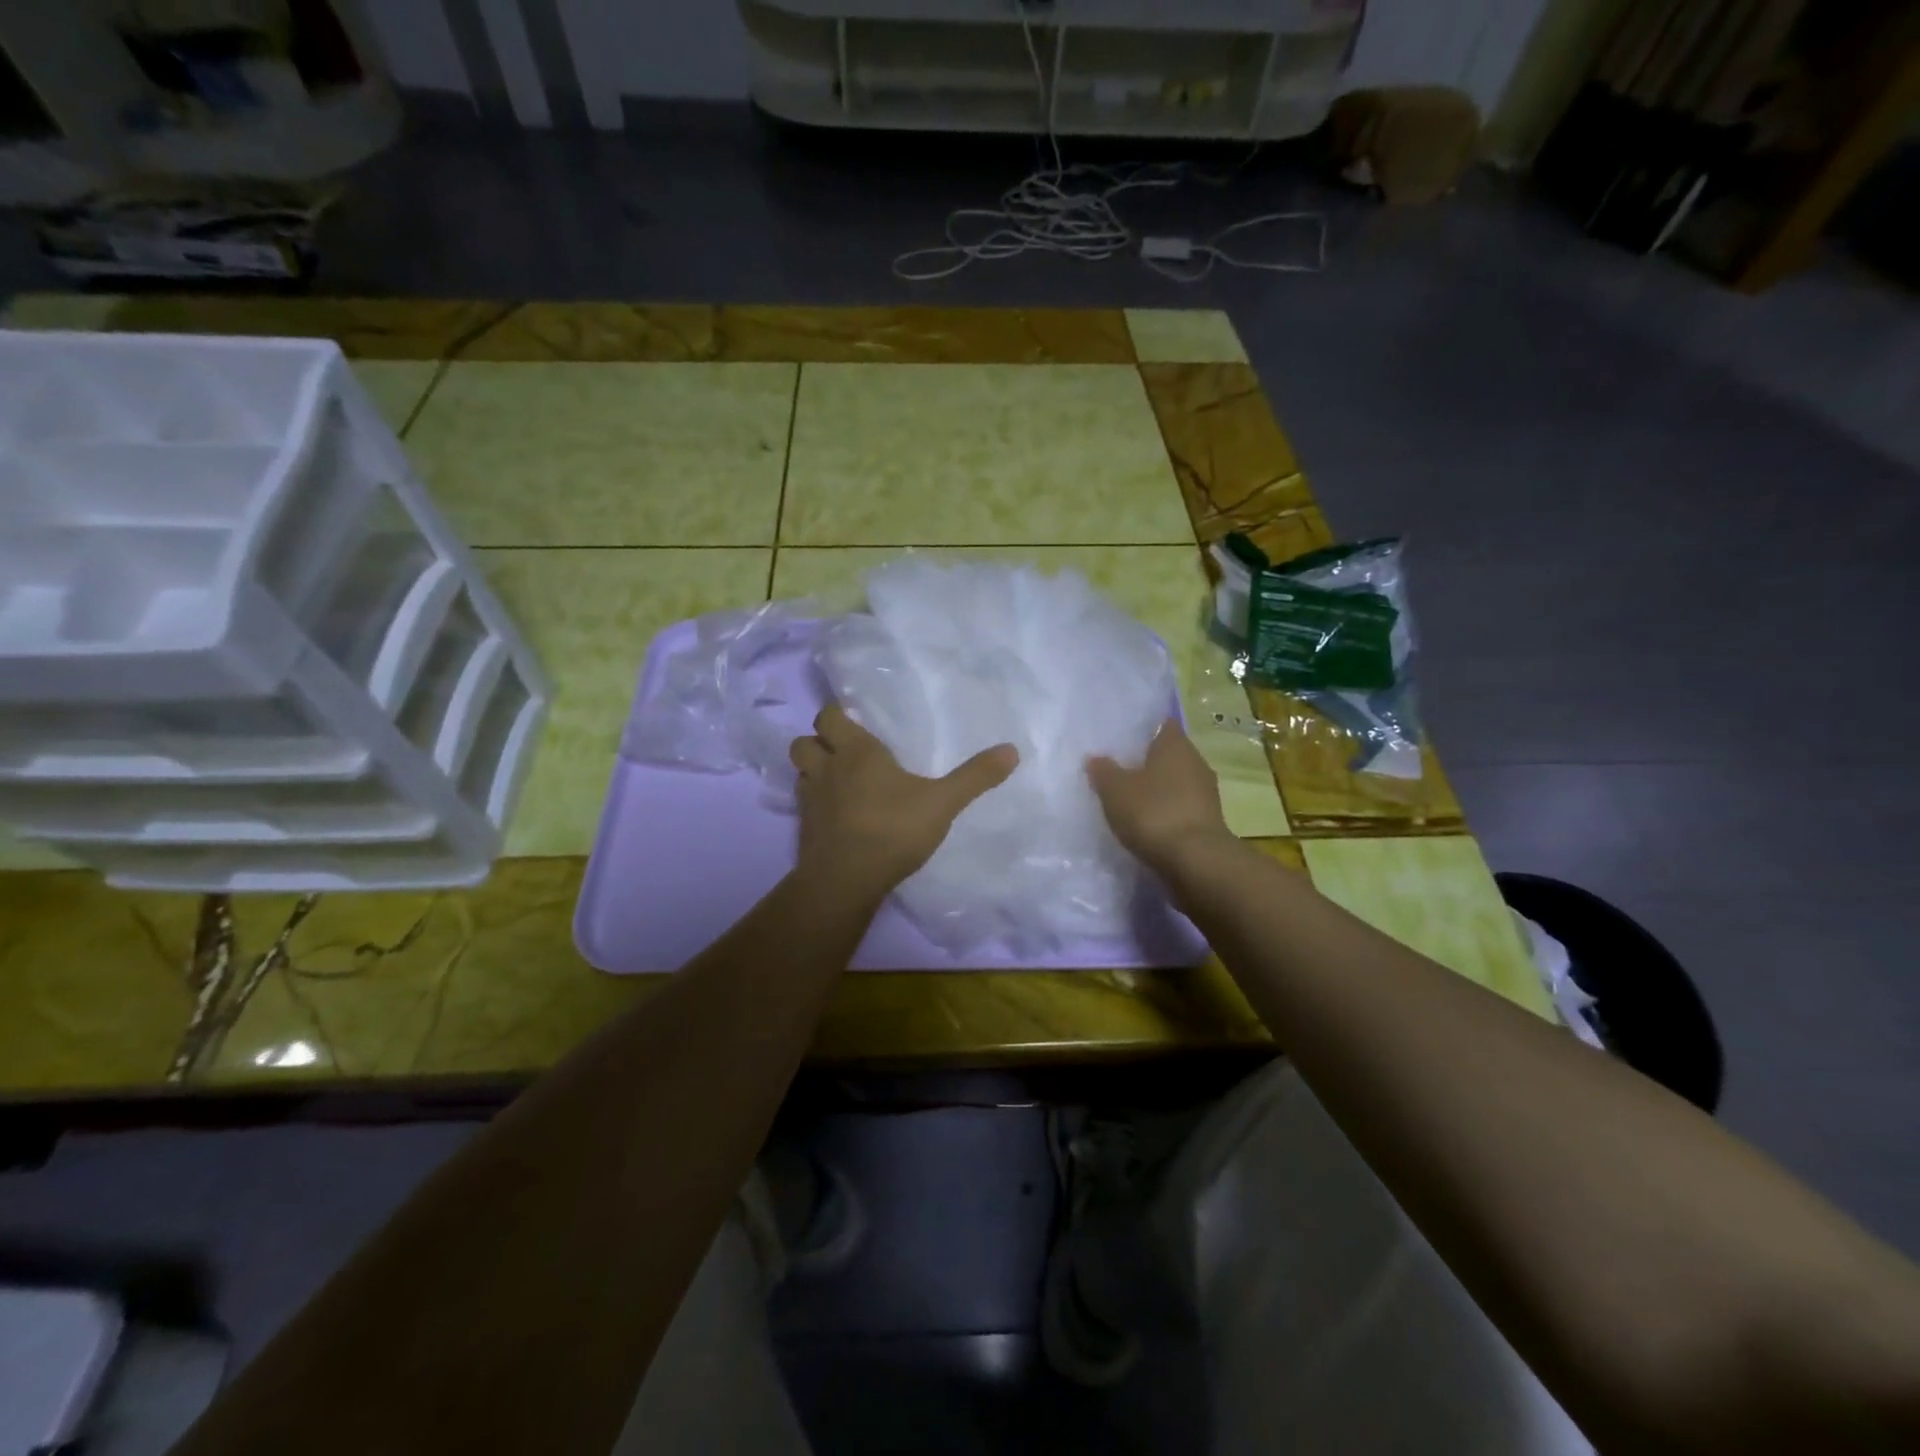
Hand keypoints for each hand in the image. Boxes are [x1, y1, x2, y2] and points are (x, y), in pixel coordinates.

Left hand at [789, 705, 1017, 898]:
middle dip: (819, 739)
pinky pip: (803, 803)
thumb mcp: (943, 802)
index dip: (838, 715)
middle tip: (844, 749)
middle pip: (804, 740)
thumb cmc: (893, 829)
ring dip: (812, 769)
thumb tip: (1012, 750)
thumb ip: (975, 777)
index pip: (830, 716)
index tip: (854, 719)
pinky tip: (837, 813)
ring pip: (800, 770)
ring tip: (837, 778)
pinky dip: (815, 801)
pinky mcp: (804, 828)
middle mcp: (827, 768)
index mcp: (857, 752)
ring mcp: (810, 799)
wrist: (846, 880)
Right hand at [1086, 719, 1231, 872]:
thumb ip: (1103, 771)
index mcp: (1175, 744)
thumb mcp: (1115, 790)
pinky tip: (1145, 824)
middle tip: (1117, 769)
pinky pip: (1180, 808)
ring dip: (1156, 790)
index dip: (1141, 729)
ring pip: (1175, 783)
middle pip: (1168, 755)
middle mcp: (1196, 762)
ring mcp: (1205, 794)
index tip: (1120, 738)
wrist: (1195, 862)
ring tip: (1127, 799)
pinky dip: (1164, 812)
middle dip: (1145, 761)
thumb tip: (1095, 758)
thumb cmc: (1153, 813)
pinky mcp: (1207, 822)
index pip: (1161, 724)